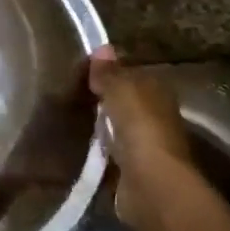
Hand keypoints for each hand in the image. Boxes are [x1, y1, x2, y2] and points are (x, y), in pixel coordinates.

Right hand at [88, 45, 195, 230]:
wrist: (150, 182)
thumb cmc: (139, 126)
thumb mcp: (120, 89)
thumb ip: (109, 72)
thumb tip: (102, 48)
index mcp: (158, 90)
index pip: (133, 74)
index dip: (111, 72)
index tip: (84, 72)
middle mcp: (157, 115)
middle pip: (127, 102)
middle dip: (106, 100)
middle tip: (73, 95)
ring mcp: (146, 145)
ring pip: (119, 128)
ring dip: (102, 126)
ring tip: (71, 120)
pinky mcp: (134, 170)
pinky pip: (112, 153)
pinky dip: (100, 150)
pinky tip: (81, 147)